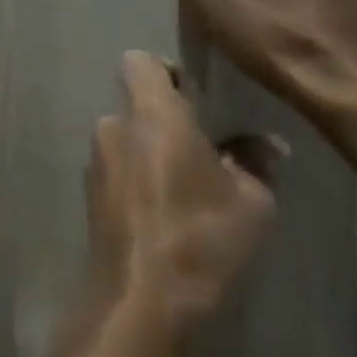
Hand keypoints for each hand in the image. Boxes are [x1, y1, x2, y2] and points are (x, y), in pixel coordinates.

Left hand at [88, 52, 279, 330]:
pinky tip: (166, 212)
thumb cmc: (201, 236)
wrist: (142, 295)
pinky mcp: (90, 192)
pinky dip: (138, 178)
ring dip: (151, 152)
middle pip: (136, 104)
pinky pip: (117, 168)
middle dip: (166, 121)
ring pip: (127, 139)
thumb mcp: (251, 201)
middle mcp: (114, 126)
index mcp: (151, 114)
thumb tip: (266, 143)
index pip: (139, 61)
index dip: (165, 70)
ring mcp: (96, 159)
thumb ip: (255, 161)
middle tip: (205, 151)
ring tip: (190, 188)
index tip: (195, 96)